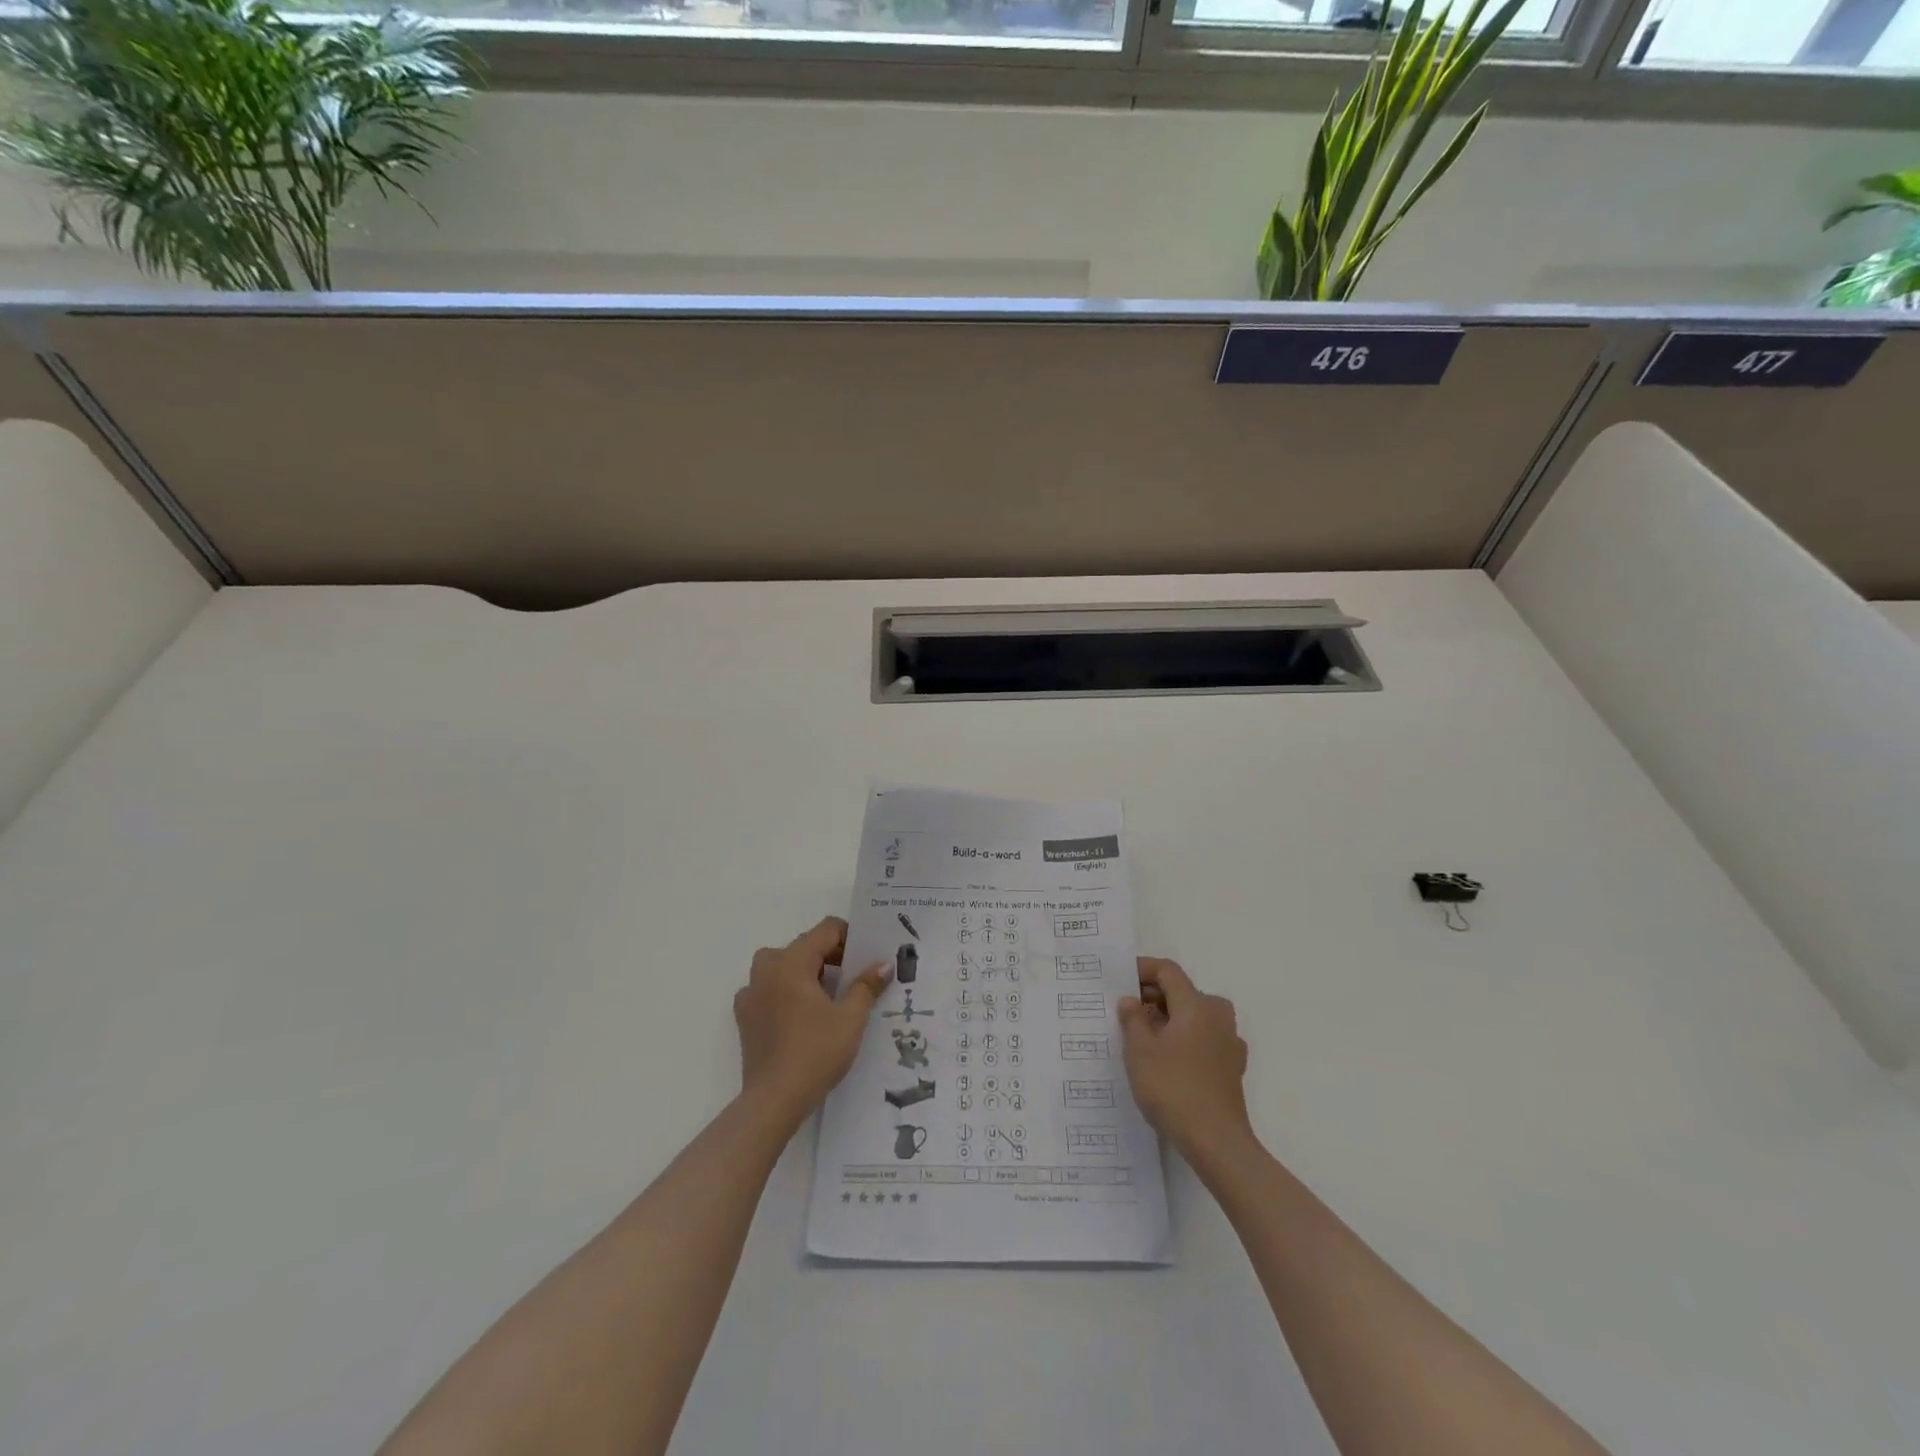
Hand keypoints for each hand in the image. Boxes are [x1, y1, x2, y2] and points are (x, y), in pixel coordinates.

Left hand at [734, 917, 890, 1120]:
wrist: (774, 1100)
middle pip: (803, 945)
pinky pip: (768, 989)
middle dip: (829, 955)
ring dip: (806, 971)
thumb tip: (883, 964)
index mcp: (792, 961)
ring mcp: (751, 992)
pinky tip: (801, 1015)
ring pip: (782, 965)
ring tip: (827, 996)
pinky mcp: (745, 1016)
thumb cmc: (816, 1052)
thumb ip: (866, 986)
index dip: (849, 937)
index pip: (826, 930)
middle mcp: (767, 969)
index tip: (866, 956)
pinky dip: (786, 991)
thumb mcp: (851, 1018)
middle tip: (853, 978)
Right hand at [1118, 958, 1251, 1161]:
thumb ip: (1133, 1019)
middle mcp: (1217, 1016)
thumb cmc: (1173, 1088)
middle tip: (1128, 1010)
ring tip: (1145, 1035)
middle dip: (1155, 995)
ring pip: (1196, 1016)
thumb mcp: (1140, 1051)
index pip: (1169, 971)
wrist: (1216, 1142)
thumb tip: (1130, 1000)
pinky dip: (1186, 1039)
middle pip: (1184, 992)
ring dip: (1171, 1018)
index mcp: (1196, 1005)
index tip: (1121, 979)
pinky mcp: (1232, 1067)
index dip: (1143, 969)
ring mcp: (1229, 1043)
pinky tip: (1169, 1060)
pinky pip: (1205, 1038)